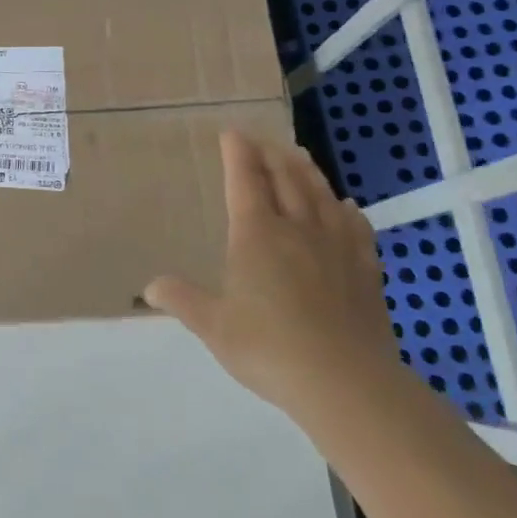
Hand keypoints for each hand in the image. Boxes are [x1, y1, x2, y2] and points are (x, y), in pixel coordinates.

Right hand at [145, 132, 402, 427]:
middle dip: (271, 154)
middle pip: (286, 178)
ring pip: (321, 195)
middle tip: (262, 140)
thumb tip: (150, 287)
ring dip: (307, 171)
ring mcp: (337, 247)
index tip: (232, 133)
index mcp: (257, 235)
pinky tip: (346, 207)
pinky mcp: (366, 271)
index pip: (245, 181)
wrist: (348, 384)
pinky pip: (357, 228)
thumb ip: (183, 300)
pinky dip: (347, 211)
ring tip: (299, 155)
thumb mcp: (214, 327)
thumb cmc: (270, 349)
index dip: (237, 154)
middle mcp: (297, 229)